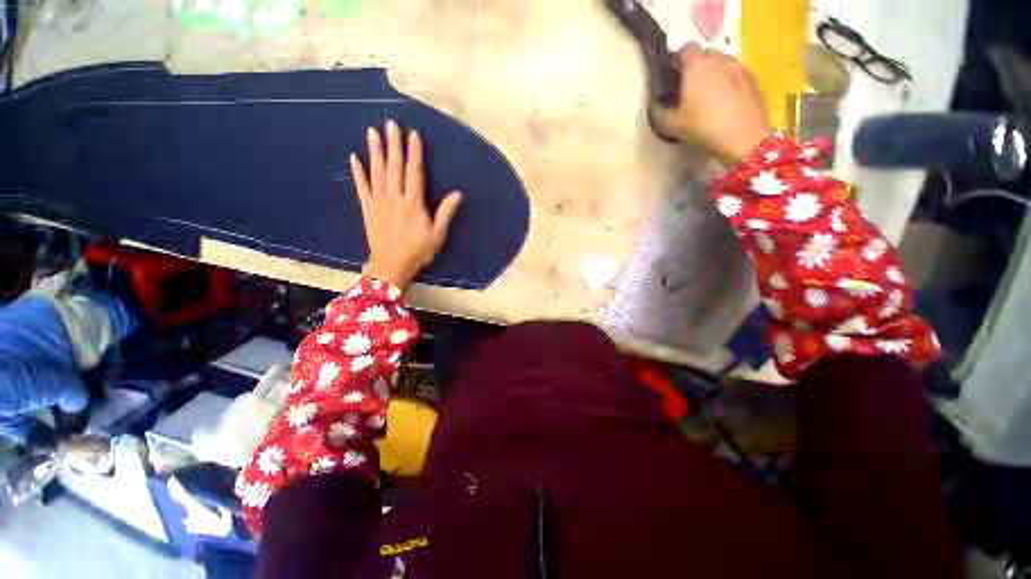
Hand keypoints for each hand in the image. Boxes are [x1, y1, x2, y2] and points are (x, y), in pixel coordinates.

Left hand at [350, 120, 462, 290]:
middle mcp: (394, 198)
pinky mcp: (367, 208)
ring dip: (374, 151)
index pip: (414, 173)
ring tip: (372, 132)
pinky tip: (354, 157)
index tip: (413, 134)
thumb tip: (457, 194)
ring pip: (376, 172)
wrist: (391, 266)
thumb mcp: (437, 235)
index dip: (414, 153)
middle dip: (393, 144)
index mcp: (413, 204)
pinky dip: (357, 172)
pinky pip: (361, 187)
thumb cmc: (418, 251)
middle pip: (394, 167)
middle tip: (390, 124)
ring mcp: (378, 202)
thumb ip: (445, 213)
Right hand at [655, 44, 772, 161]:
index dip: (677, 61)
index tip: (673, 78)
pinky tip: (726, 103)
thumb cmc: (703, 128)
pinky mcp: (753, 79)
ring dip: (714, 74)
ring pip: (722, 63)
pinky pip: (736, 74)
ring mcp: (739, 67)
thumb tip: (654, 104)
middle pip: (705, 54)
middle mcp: (719, 59)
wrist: (744, 139)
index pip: (685, 49)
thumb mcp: (672, 126)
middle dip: (696, 67)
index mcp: (697, 66)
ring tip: (708, 97)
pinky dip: (729, 82)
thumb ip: (658, 113)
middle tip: (689, 90)